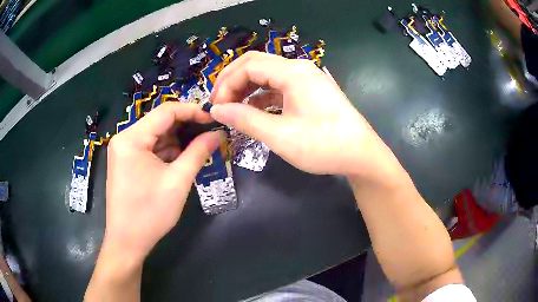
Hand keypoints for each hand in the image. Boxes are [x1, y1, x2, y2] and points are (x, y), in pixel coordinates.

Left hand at [102, 102, 222, 265]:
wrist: (127, 241)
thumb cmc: (150, 214)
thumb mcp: (177, 182)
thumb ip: (198, 152)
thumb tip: (218, 134)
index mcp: (132, 138)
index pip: (166, 111)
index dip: (193, 111)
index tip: (214, 119)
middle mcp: (124, 138)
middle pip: (160, 122)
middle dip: (186, 126)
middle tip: (211, 132)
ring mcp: (124, 150)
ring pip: (156, 135)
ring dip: (178, 140)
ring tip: (202, 145)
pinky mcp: (127, 161)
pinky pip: (150, 148)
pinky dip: (167, 151)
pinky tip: (183, 157)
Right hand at [210, 51, 387, 176]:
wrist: (361, 155)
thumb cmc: (323, 145)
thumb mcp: (280, 135)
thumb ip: (245, 119)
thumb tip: (216, 110)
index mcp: (292, 72)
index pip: (248, 66)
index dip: (226, 83)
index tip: (215, 107)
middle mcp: (299, 68)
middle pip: (257, 64)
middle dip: (233, 81)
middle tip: (219, 104)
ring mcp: (307, 79)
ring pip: (268, 75)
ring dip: (247, 88)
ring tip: (233, 109)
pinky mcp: (311, 91)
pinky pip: (280, 87)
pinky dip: (263, 96)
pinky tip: (255, 111)